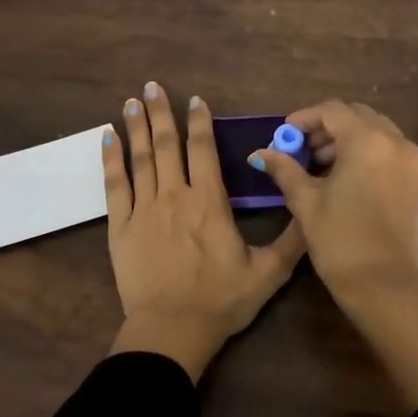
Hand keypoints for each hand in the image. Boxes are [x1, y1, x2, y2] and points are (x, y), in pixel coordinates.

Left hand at [103, 82, 305, 379]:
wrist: (172, 330)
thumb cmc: (221, 301)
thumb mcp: (268, 273)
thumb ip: (291, 240)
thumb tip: (311, 210)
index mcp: (209, 203)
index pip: (203, 151)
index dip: (199, 122)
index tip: (194, 99)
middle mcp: (174, 197)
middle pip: (167, 146)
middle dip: (161, 113)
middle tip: (151, 86)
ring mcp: (143, 210)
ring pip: (140, 159)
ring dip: (136, 128)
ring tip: (130, 102)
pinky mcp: (120, 228)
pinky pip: (114, 186)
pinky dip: (110, 160)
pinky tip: (107, 139)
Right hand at [252, 99, 417, 408]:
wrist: (385, 285)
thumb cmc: (340, 240)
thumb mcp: (306, 202)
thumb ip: (284, 170)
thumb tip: (261, 153)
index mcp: (368, 141)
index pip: (333, 111)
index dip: (304, 118)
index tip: (284, 134)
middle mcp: (395, 142)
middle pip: (357, 117)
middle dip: (326, 127)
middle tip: (301, 149)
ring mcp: (411, 162)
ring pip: (375, 133)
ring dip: (346, 140)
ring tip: (318, 166)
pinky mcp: (416, 182)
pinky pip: (388, 152)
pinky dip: (365, 154)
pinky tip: (343, 179)